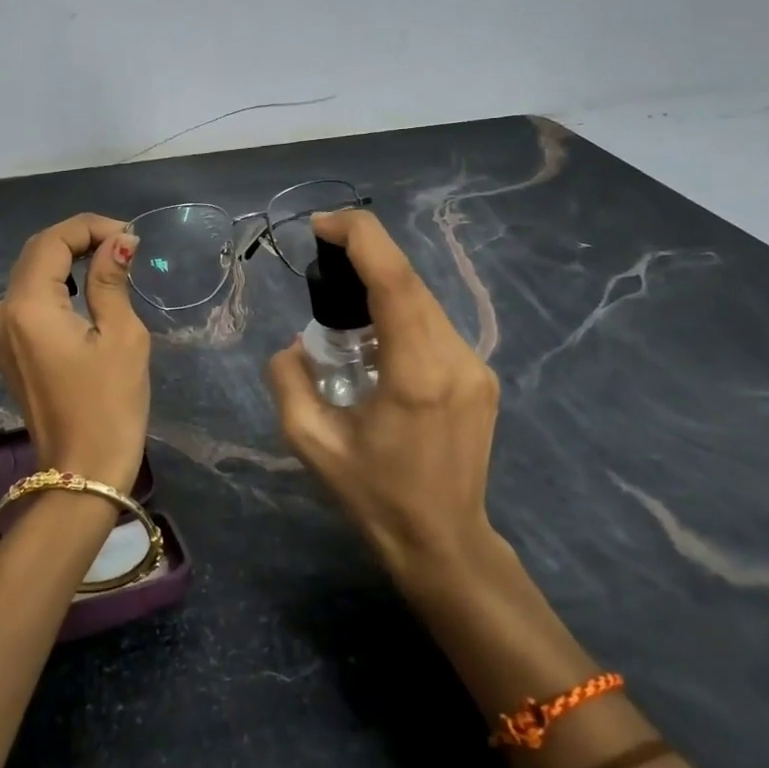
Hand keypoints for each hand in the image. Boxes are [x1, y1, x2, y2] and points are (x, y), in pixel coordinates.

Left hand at [0, 214, 150, 492]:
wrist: (81, 474)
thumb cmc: (109, 405)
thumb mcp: (121, 336)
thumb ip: (111, 281)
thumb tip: (119, 241)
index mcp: (28, 305)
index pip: (52, 241)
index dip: (89, 227)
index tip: (129, 234)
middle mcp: (4, 313)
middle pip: (36, 253)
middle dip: (78, 239)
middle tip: (123, 243)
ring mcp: (2, 334)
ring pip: (31, 275)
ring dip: (67, 260)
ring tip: (111, 260)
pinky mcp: (11, 351)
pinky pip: (30, 301)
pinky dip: (58, 285)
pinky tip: (87, 290)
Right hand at [265, 208, 502, 589]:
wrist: (445, 542)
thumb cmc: (374, 496)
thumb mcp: (310, 442)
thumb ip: (288, 381)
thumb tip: (294, 345)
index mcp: (416, 372)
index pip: (394, 280)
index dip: (360, 238)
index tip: (322, 225)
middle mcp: (455, 358)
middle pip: (411, 280)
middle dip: (367, 251)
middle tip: (323, 251)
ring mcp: (475, 366)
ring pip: (425, 299)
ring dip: (383, 282)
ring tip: (342, 295)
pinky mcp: (480, 375)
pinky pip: (434, 323)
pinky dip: (400, 308)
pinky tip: (375, 331)